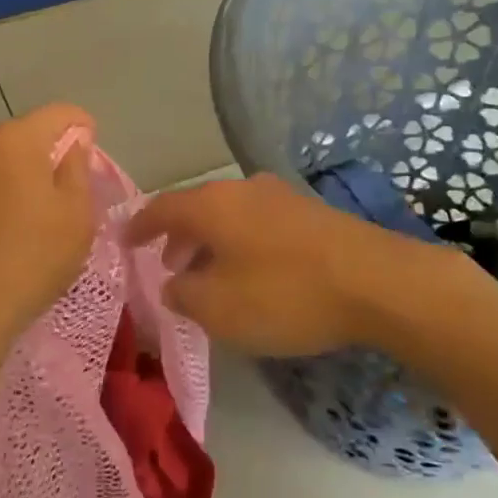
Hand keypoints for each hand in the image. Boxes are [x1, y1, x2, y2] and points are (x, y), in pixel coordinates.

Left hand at [0, 104, 97, 352]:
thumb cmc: (31, 260)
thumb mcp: (76, 215)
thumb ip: (78, 169)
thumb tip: (72, 145)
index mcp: (15, 139)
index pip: (59, 113)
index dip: (83, 127)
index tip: (92, 153)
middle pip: (24, 133)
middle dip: (48, 151)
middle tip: (67, 188)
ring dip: (19, 172)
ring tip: (34, 212)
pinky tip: (3, 228)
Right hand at [125, 174, 470, 356]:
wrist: (374, 281)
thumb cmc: (284, 294)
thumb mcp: (219, 308)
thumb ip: (183, 294)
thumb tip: (172, 283)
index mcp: (211, 204)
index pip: (161, 207)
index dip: (139, 226)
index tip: (124, 241)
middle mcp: (241, 189)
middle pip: (197, 207)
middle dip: (177, 236)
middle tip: (167, 265)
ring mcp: (279, 196)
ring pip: (229, 215)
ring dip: (210, 242)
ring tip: (207, 274)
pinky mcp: (308, 212)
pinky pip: (257, 223)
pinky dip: (240, 243)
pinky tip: (251, 273)